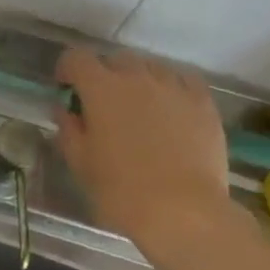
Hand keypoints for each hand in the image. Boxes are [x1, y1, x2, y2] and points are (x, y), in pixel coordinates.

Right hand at [55, 47, 237, 254]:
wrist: (181, 210)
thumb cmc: (120, 190)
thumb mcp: (80, 162)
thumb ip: (69, 129)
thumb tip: (66, 110)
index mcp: (101, 90)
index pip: (76, 58)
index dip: (67, 70)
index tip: (66, 89)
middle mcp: (138, 78)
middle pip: (115, 59)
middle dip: (103, 74)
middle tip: (101, 103)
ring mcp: (174, 87)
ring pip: (150, 66)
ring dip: (137, 79)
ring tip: (137, 106)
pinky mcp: (203, 102)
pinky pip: (182, 79)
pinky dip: (169, 86)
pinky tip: (168, 107)